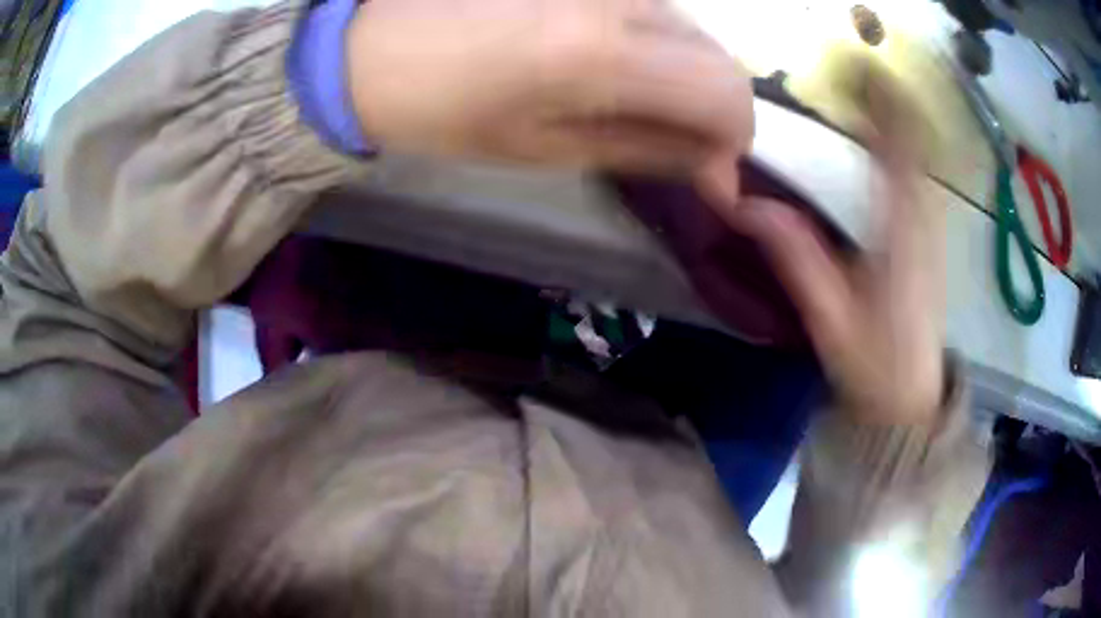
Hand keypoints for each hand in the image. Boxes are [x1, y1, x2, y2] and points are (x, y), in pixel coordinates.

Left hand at [345, 0, 750, 197]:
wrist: (373, 47)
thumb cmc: (445, 111)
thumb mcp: (545, 149)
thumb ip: (646, 150)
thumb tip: (717, 167)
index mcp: (603, 54)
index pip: (726, 94)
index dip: (734, 141)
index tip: (713, 173)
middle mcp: (620, 0)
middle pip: (720, 57)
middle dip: (716, 110)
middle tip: (680, 143)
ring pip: (691, 30)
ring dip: (687, 76)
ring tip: (639, 103)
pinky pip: (654, 9)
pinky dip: (660, 46)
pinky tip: (620, 64)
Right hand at [716, 78, 945, 426]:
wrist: (911, 401)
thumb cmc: (874, 365)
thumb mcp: (829, 317)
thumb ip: (795, 256)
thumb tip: (744, 203)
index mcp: (902, 230)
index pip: (897, 145)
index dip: (879, 99)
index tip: (854, 67)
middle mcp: (924, 217)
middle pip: (913, 139)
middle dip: (885, 98)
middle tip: (848, 73)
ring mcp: (931, 226)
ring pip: (919, 154)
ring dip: (893, 118)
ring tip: (860, 94)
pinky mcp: (930, 236)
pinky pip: (918, 175)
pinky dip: (901, 146)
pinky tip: (878, 141)